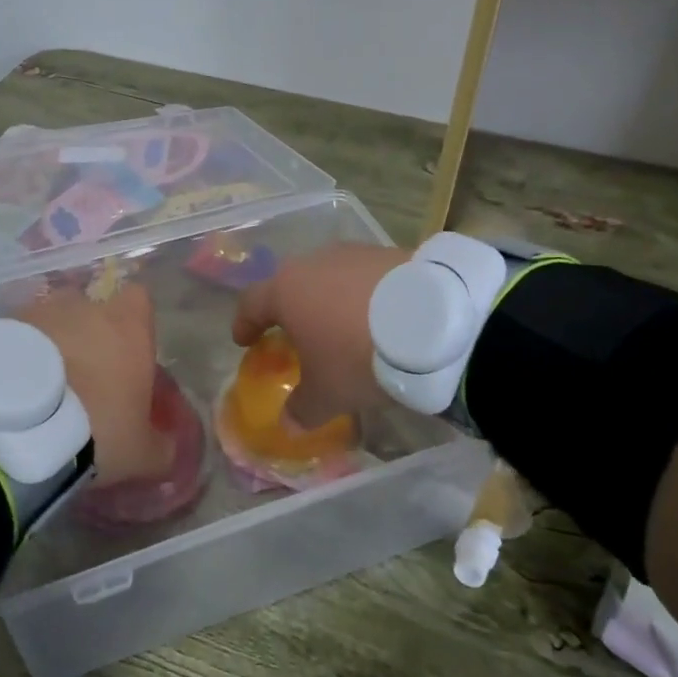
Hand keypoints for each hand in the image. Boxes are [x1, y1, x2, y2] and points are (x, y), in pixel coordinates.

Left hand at [13, 285, 170, 482]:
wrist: (19, 427)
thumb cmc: (97, 429)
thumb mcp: (142, 454)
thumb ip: (162, 445)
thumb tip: (169, 446)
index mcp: (128, 324)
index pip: (139, 300)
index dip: (135, 325)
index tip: (129, 355)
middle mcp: (85, 306)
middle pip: (92, 309)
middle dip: (88, 336)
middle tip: (83, 379)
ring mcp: (40, 310)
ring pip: (52, 320)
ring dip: (51, 345)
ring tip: (42, 387)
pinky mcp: (1, 325)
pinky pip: (18, 335)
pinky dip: (18, 354)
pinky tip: (12, 389)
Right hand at [231, 243, 411, 427]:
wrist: (433, 323)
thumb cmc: (358, 356)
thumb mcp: (328, 393)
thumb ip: (302, 408)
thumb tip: (288, 424)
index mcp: (286, 291)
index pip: (251, 303)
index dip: (245, 323)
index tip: (244, 340)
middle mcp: (313, 263)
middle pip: (291, 284)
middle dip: (290, 309)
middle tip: (296, 333)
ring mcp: (353, 253)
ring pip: (329, 277)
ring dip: (330, 300)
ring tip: (343, 326)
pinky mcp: (390, 252)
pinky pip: (365, 276)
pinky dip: (363, 295)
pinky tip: (379, 317)